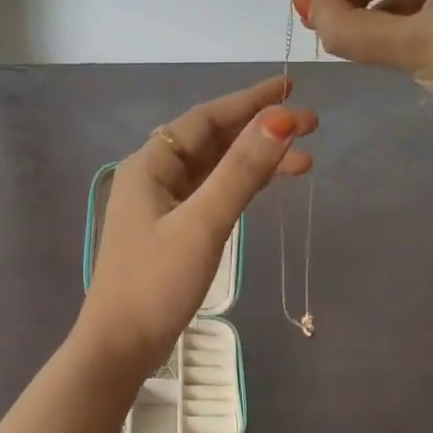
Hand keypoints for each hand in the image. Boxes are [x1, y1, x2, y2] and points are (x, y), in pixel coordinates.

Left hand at [79, 76, 314, 374]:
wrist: (120, 346)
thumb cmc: (156, 283)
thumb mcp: (203, 225)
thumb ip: (241, 172)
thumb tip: (280, 120)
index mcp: (151, 165)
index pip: (207, 119)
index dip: (250, 101)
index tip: (290, 87)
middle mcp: (154, 176)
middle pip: (213, 141)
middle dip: (260, 130)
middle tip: (312, 126)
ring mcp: (162, 205)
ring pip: (216, 169)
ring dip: (256, 161)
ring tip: (306, 162)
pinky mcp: (172, 230)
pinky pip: (212, 194)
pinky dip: (242, 187)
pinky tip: (269, 186)